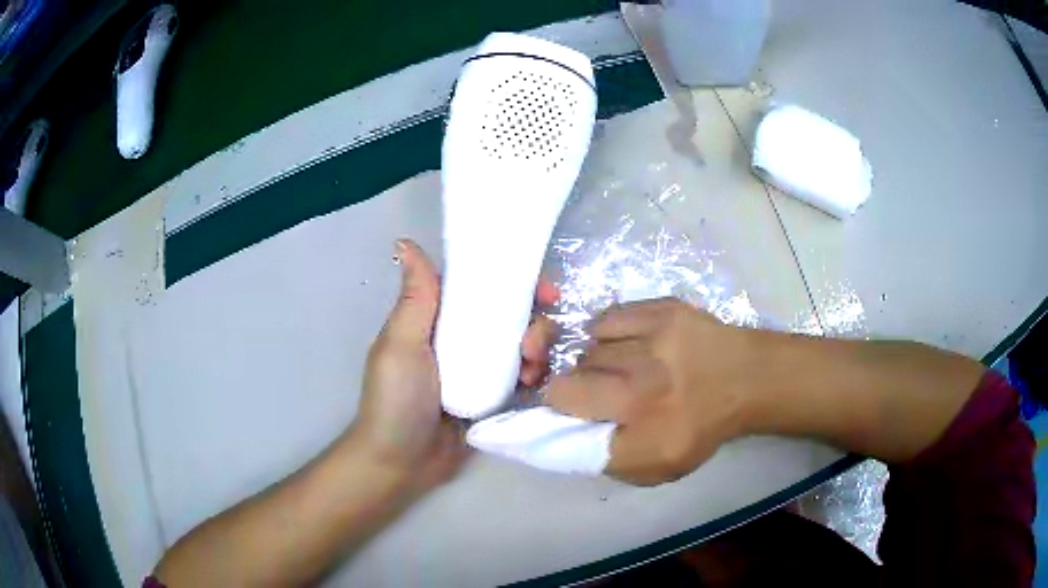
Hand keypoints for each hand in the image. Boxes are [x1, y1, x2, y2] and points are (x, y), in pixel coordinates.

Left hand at [353, 239, 557, 495]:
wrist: (402, 463)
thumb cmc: (395, 400)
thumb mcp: (401, 344)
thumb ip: (416, 297)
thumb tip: (404, 241)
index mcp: (438, 319)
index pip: (481, 288)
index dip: (514, 281)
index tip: (542, 289)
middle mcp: (462, 339)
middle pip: (511, 315)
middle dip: (534, 321)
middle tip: (534, 341)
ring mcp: (481, 369)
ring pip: (523, 345)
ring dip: (538, 349)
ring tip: (532, 370)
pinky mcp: (495, 397)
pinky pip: (525, 377)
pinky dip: (536, 375)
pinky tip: (535, 384)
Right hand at [545, 298, 757, 485]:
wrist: (746, 378)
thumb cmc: (701, 427)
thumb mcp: (658, 467)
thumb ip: (609, 459)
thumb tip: (566, 433)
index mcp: (644, 437)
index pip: (571, 430)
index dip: (556, 417)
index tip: (563, 414)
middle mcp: (644, 391)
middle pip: (568, 385)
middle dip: (570, 390)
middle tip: (592, 392)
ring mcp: (653, 344)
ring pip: (587, 351)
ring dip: (593, 363)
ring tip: (616, 368)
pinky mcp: (661, 311)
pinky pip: (606, 320)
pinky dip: (606, 334)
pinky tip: (624, 343)